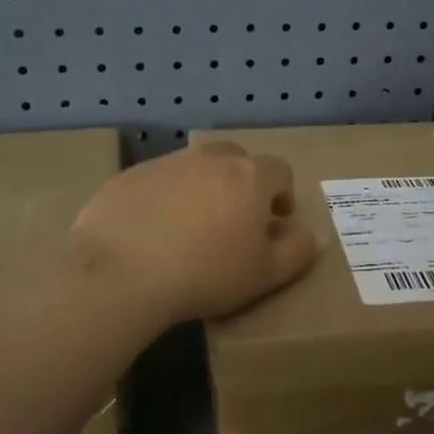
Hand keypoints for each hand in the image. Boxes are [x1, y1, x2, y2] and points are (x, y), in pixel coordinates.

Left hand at [71, 142, 317, 324]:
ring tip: (191, 228)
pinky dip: (163, 198)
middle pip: (236, 160)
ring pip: (194, 168)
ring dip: (201, 189)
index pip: (279, 171)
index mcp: (249, 176)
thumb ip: (297, 252)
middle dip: (242, 184)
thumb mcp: (265, 274)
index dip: (282, 194)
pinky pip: (157, 181)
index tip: (275, 220)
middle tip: (234, 221)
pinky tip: (152, 232)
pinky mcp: (129, 176)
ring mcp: (166, 163)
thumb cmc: (206, 273)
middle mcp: (209, 158)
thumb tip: (311, 235)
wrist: (122, 272)